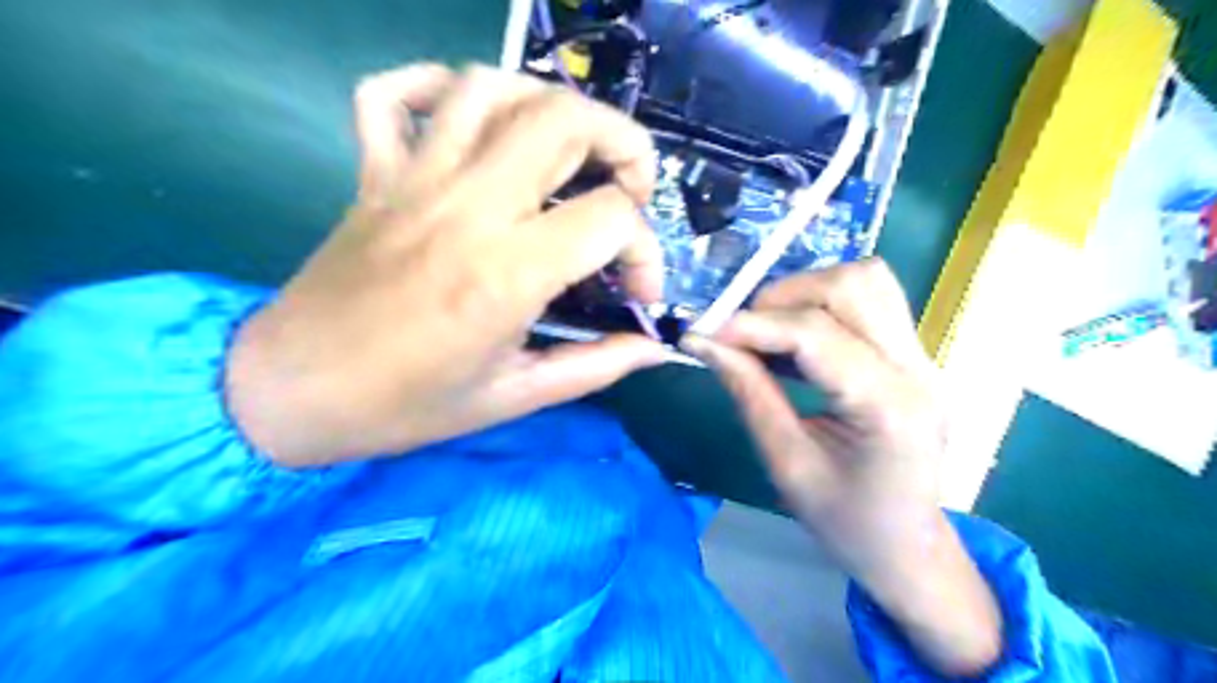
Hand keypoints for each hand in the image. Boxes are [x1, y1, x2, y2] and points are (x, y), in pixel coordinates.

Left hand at [221, 63, 668, 466]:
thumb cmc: (405, 406)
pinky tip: (471, 122)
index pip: (611, 218)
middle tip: (630, 191)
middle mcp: (467, 207)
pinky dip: (437, 86)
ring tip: (568, 153)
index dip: (645, 251)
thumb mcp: (514, 397)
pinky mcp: (373, 173)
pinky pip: (393, 94)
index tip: (637, 293)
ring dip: (548, 106)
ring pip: (492, 88)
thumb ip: (594, 366)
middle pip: (564, 119)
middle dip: (623, 144)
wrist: (290, 393)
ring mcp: (413, 179)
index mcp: (507, 272)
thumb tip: (653, 350)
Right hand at [681, 260, 1001, 677]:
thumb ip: (749, 393)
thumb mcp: (786, 463)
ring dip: (806, 293)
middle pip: (852, 286)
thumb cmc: (845, 522)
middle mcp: (917, 369)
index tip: (705, 333)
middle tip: (741, 332)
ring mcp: (923, 358)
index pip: (816, 336)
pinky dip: (823, 304)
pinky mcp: (915, 355)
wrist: (907, 546)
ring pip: (866, 281)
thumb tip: (705, 343)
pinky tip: (796, 339)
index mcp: (889, 408)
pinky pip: (870, 300)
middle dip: (783, 297)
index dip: (753, 325)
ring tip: (769, 331)